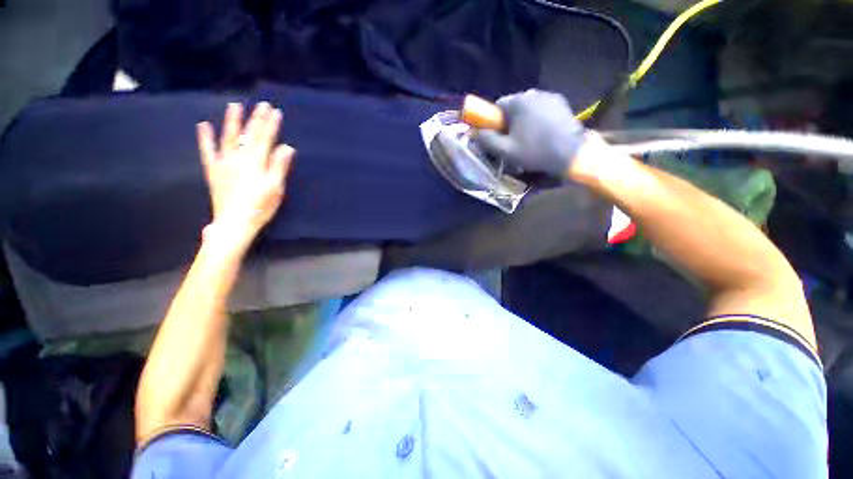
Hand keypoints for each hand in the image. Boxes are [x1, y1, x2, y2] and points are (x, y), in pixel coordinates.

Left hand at [196, 102, 294, 249]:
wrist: (234, 222)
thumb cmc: (260, 206)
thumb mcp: (276, 188)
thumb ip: (279, 166)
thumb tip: (287, 147)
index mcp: (256, 162)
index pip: (265, 139)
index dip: (271, 125)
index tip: (276, 112)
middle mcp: (239, 158)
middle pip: (249, 135)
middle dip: (256, 119)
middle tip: (262, 104)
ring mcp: (224, 162)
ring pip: (228, 137)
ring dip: (232, 121)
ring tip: (235, 106)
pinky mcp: (213, 170)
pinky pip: (207, 151)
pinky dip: (205, 138)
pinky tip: (203, 125)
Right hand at [472, 90, 585, 177]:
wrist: (571, 153)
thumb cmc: (535, 152)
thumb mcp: (505, 150)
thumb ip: (487, 140)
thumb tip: (474, 132)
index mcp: (518, 102)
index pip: (497, 106)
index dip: (494, 122)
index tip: (498, 136)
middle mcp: (533, 93)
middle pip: (513, 107)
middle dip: (509, 122)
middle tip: (513, 141)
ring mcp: (549, 96)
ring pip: (527, 108)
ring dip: (524, 120)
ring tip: (529, 139)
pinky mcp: (561, 103)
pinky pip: (541, 109)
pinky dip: (538, 119)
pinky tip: (542, 134)